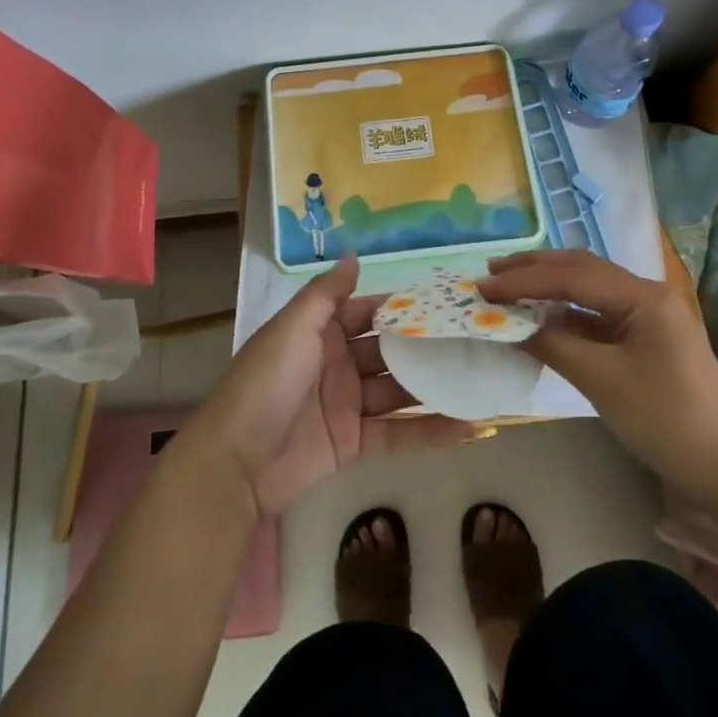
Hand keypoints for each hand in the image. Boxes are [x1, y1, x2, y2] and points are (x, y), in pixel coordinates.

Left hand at [192, 254, 470, 518]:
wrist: (236, 462)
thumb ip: (327, 293)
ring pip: (398, 391)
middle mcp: (337, 363)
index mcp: (321, 332)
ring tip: (481, 379)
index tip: (447, 301)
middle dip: (426, 346)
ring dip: (434, 387)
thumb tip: (355, 254)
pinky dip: (430, 431)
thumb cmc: (266, 382)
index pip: (370, 312)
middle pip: (389, 351)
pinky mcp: (353, 444)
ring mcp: (347, 405)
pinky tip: (468, 426)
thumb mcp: (293, 328)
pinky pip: (397, 434)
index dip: (404, 307)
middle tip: (475, 340)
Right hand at [478, 250, 717, 492]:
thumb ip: (554, 345)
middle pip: (581, 269)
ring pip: (588, 289)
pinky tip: (541, 318)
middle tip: (491, 274)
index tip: (482, 287)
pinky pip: (597, 314)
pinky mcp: (646, 339)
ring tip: (508, 288)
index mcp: (642, 295)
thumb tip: (511, 325)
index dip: (523, 280)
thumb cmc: (668, 420)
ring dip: (548, 287)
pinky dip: (565, 313)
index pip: (570, 276)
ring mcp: (648, 316)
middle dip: (534, 269)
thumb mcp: (603, 381)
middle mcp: (645, 294)